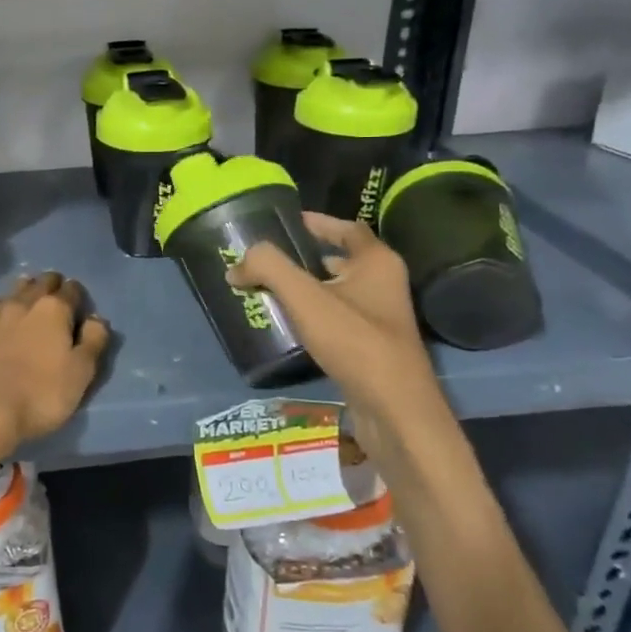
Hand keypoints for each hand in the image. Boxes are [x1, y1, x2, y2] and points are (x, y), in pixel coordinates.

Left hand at [0, 272, 110, 450]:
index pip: (71, 290)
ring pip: (11, 291)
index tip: (78, 301)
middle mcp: (23, 304)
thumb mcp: (81, 374)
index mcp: (54, 311)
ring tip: (27, 291)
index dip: (77, 294)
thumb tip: (97, 319)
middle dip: (50, 284)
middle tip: (54, 291)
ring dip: (22, 288)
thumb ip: (93, 342)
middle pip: (40, 284)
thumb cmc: (40, 396)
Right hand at [228, 214, 447, 440]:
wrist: (394, 409)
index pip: (347, 228)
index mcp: (377, 262)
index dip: (317, 222)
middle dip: (305, 257)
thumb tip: (236, 265)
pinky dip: (313, 314)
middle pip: (341, 259)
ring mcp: (380, 318)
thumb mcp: (305, 297)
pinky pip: (337, 318)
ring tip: (268, 288)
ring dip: (306, 287)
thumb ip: (268, 269)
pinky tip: (288, 324)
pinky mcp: (372, 347)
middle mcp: (384, 284)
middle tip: (268, 259)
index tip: (286, 222)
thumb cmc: (355, 341)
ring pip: (337, 291)